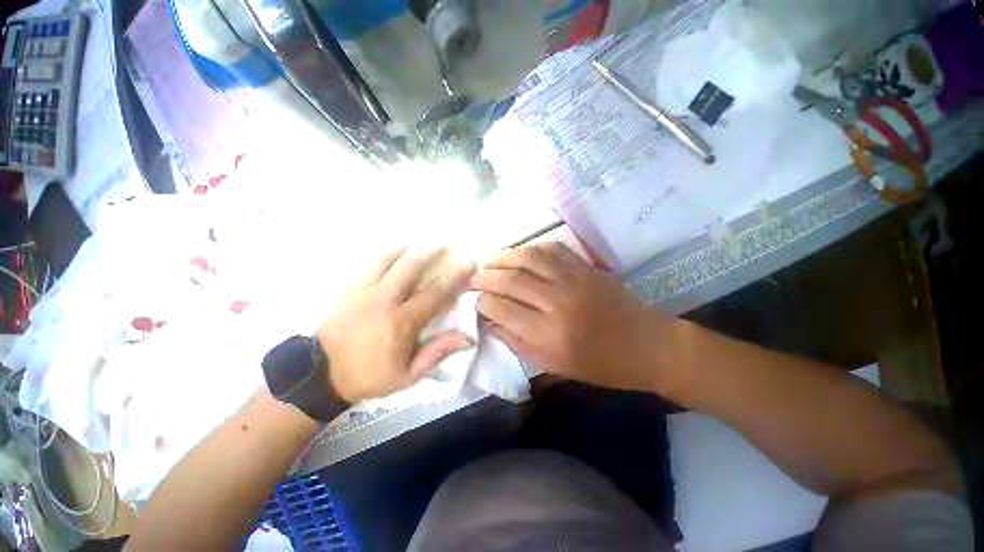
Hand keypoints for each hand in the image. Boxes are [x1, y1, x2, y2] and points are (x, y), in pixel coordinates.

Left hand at [316, 247, 476, 402]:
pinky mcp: (349, 287)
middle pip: (411, 265)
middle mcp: (384, 300)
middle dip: (432, 251)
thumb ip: (437, 353)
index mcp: (401, 322)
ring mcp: (363, 290)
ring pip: (389, 258)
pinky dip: (388, 253)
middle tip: (446, 246)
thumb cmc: (370, 376)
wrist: (321, 374)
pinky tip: (398, 252)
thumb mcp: (408, 375)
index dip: (456, 276)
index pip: (436, 292)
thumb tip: (467, 338)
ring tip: (422, 245)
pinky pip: (371, 262)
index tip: (469, 264)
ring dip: (410, 248)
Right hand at [471, 242, 674, 393]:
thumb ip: (516, 342)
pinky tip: (519, 253)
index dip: (482, 302)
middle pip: (511, 280)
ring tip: (487, 260)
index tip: (474, 300)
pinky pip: (551, 248)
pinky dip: (530, 248)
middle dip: (485, 277)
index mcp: (549, 335)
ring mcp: (573, 279)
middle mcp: (558, 302)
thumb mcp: (553, 365)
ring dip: (502, 256)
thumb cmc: (599, 365)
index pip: (501, 309)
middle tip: (471, 277)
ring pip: (528, 258)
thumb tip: (488, 321)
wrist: (647, 344)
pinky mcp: (585, 266)